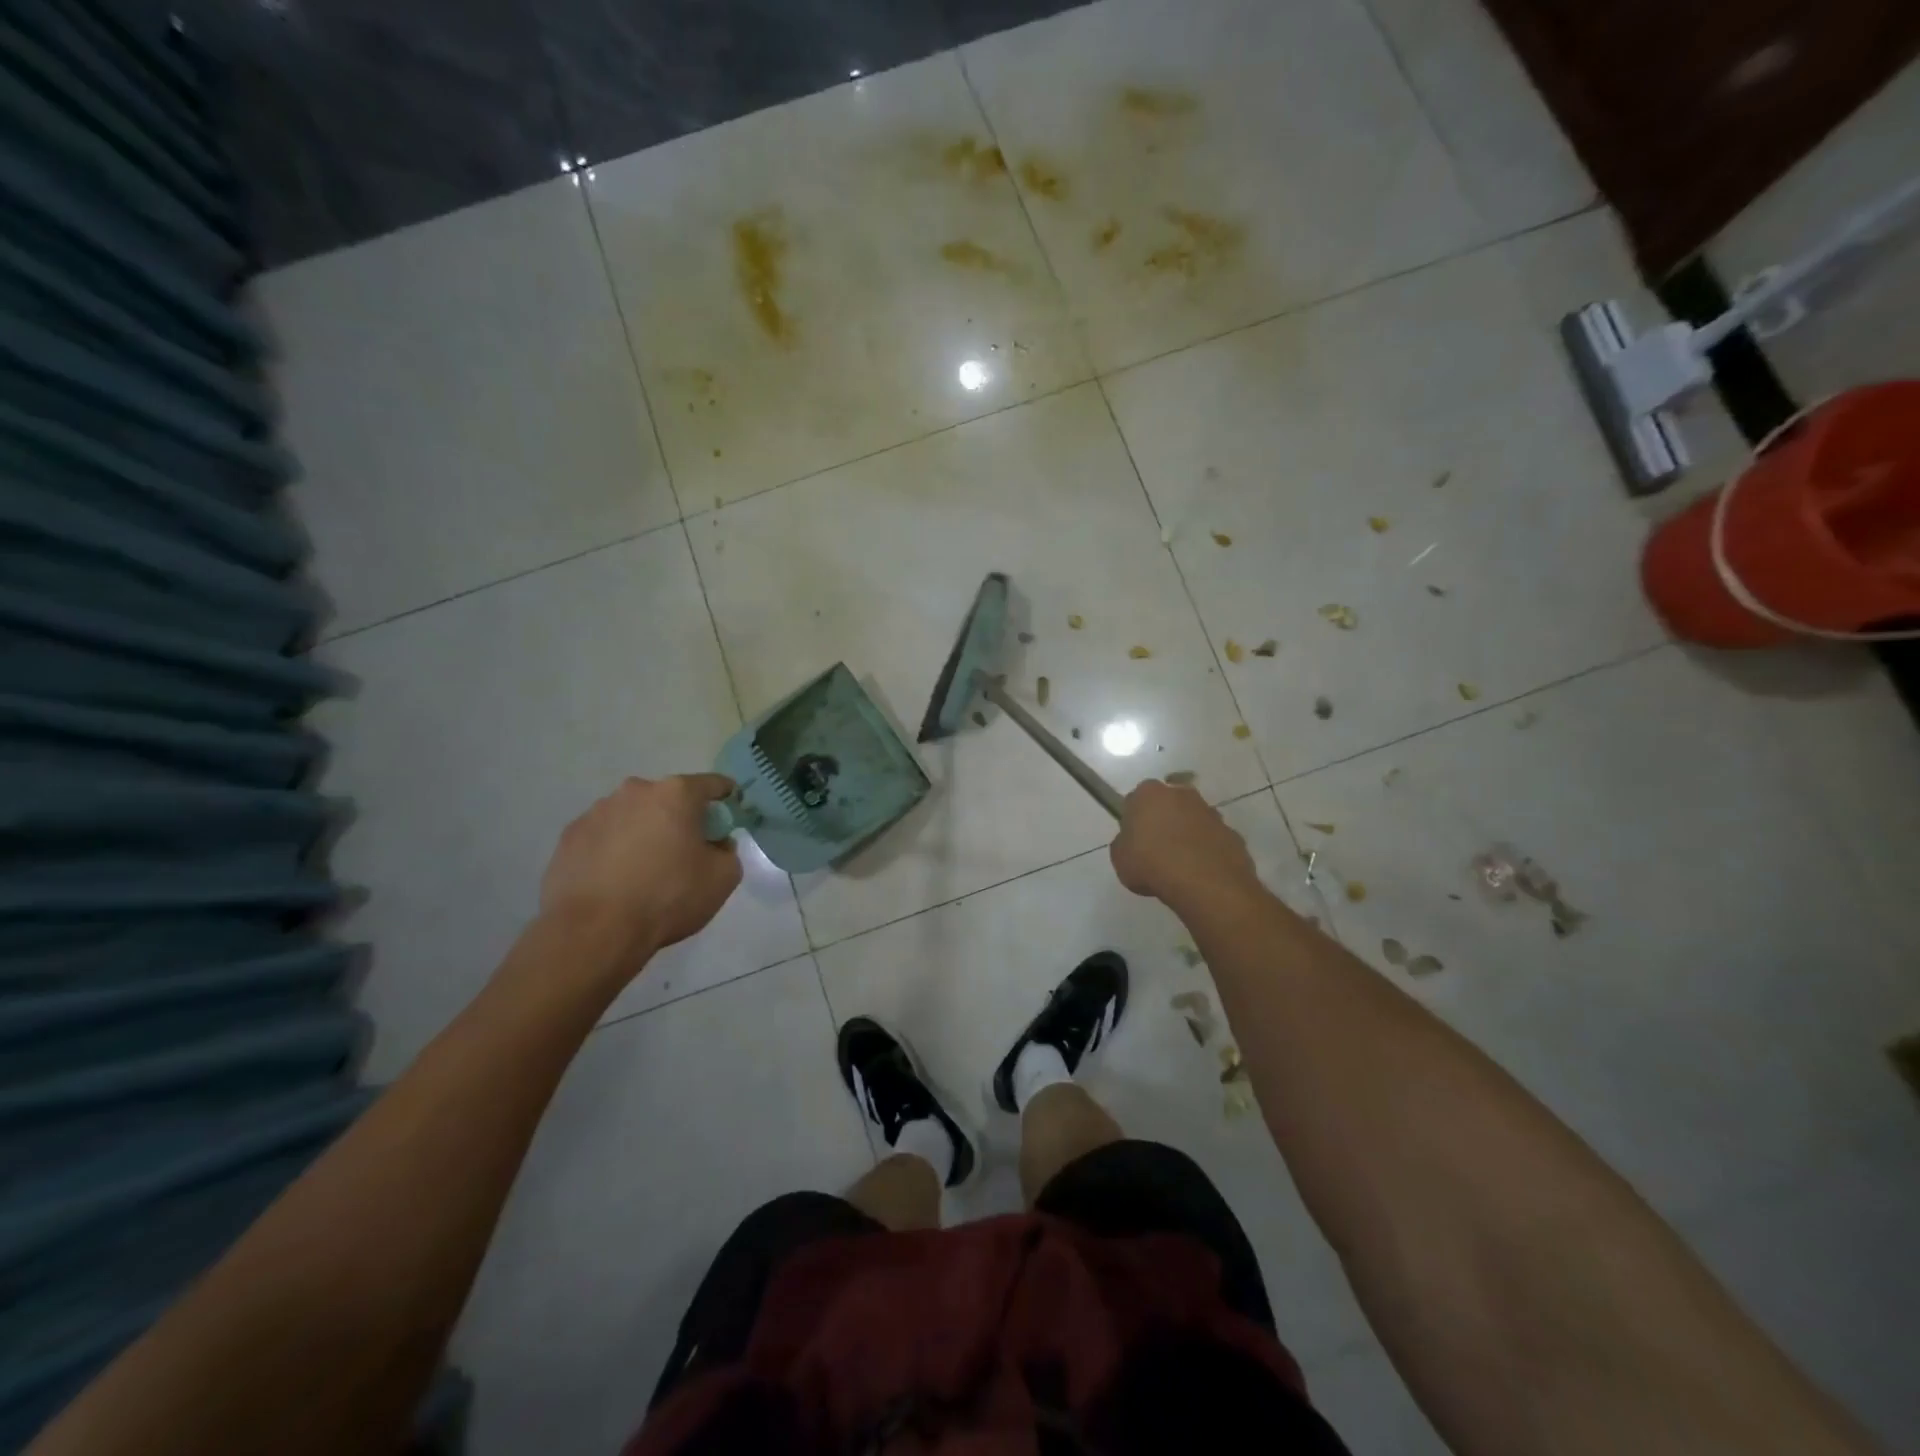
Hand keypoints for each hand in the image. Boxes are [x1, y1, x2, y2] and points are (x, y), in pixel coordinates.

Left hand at [540, 774, 741, 965]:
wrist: (594, 931)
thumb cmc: (667, 897)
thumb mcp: (722, 878)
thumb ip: (728, 852)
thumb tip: (715, 844)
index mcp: (676, 794)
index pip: (711, 784)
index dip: (725, 795)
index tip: (729, 808)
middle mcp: (635, 792)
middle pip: (667, 798)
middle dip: (679, 817)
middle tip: (684, 849)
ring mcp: (597, 812)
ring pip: (632, 816)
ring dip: (643, 832)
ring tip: (643, 870)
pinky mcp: (569, 837)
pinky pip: (603, 836)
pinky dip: (613, 849)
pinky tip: (615, 879)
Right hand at [1110, 778, 1260, 911]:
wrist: (1205, 883)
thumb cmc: (1152, 864)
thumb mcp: (1120, 858)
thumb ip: (1124, 844)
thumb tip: (1134, 843)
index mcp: (1148, 793)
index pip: (1136, 799)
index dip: (1134, 819)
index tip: (1134, 839)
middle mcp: (1181, 793)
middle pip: (1168, 804)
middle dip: (1164, 820)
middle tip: (1157, 849)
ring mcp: (1211, 812)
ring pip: (1193, 820)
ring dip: (1188, 834)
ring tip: (1181, 865)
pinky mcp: (1232, 832)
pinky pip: (1213, 839)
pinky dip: (1207, 850)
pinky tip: (1201, 872)